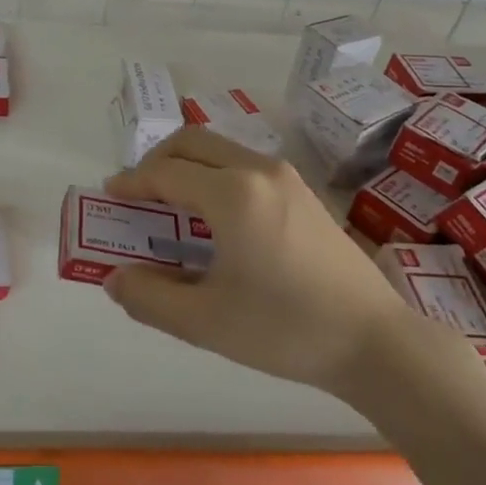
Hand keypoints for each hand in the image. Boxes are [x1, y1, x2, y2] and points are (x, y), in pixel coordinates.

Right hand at [103, 128, 409, 395]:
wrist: (376, 342)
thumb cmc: (285, 329)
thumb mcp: (205, 322)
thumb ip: (149, 297)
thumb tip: (114, 279)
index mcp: (232, 194)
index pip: (166, 173)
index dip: (132, 183)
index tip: (109, 195)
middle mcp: (258, 171)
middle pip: (192, 143)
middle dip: (156, 161)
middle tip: (137, 194)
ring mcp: (287, 178)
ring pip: (221, 150)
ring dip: (187, 165)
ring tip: (171, 204)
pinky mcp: (304, 193)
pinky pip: (244, 165)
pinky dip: (214, 175)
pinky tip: (214, 217)